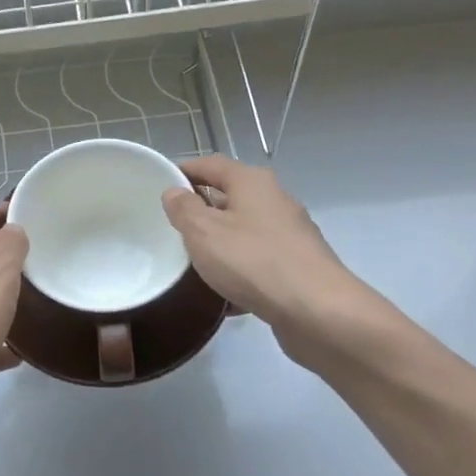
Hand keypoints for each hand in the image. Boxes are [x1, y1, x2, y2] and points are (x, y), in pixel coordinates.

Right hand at [161, 155, 381, 365]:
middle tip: (170, 229)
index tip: (159, 185)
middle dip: (200, 211)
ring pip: (243, 232)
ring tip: (191, 263)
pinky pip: (257, 262)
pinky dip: (238, 272)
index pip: (211, 164)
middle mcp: (275, 200)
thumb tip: (174, 192)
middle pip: (229, 197)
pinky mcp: (296, 266)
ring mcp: (289, 234)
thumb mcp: (204, 232)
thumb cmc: (253, 261)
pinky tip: (222, 295)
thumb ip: (184, 209)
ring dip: (219, 245)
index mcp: (252, 182)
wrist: (316, 311)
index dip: (184, 171)